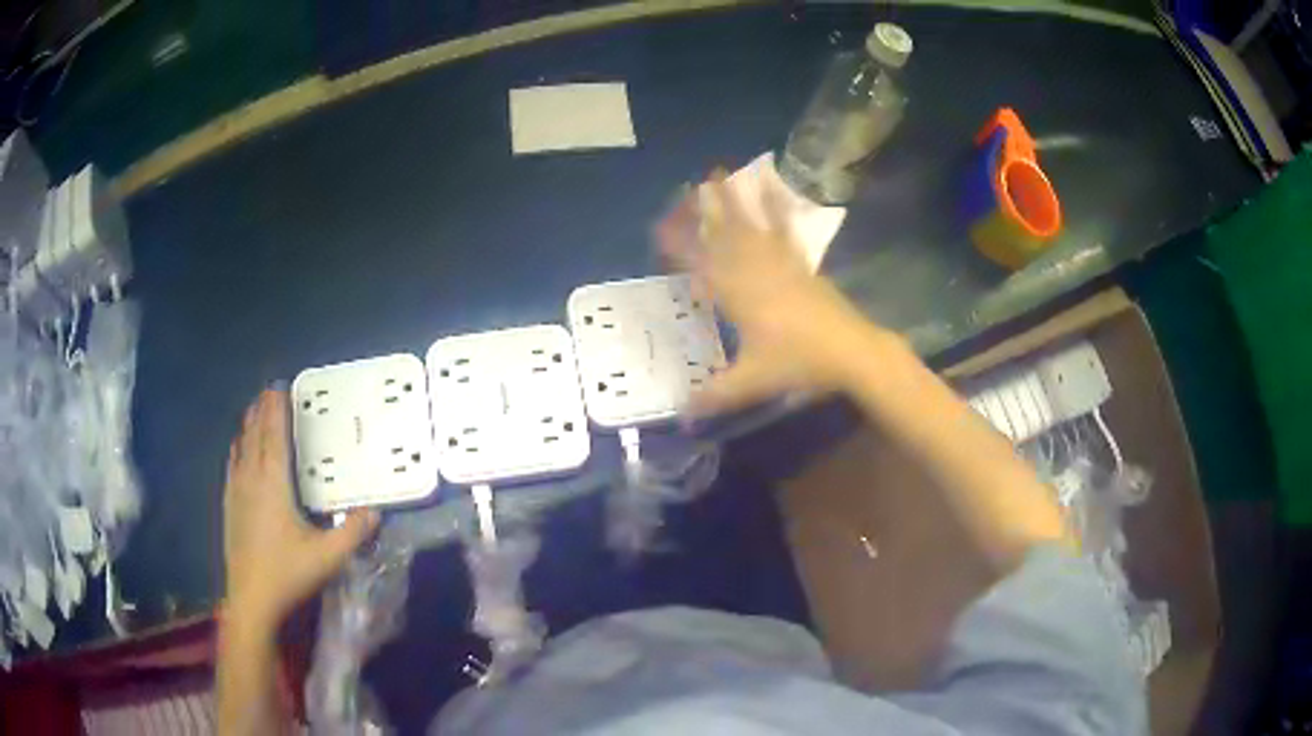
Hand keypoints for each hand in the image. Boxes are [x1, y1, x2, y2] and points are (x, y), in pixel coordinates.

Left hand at [223, 390, 378, 629]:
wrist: (252, 599)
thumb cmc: (288, 573)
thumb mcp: (328, 557)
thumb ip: (354, 532)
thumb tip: (376, 511)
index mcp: (274, 484)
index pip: (275, 437)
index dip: (277, 411)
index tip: (279, 387)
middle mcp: (252, 479)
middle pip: (255, 435)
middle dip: (261, 411)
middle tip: (268, 391)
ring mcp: (237, 492)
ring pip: (241, 448)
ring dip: (248, 426)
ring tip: (253, 410)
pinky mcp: (229, 506)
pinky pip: (232, 466)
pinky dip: (236, 449)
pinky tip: (236, 448)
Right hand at [657, 173, 898, 415]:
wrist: (851, 351)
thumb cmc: (799, 363)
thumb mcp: (753, 382)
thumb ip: (715, 395)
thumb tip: (681, 415)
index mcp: (739, 295)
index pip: (700, 264)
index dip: (677, 246)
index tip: (657, 228)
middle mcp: (756, 271)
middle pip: (726, 235)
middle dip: (706, 210)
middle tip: (689, 184)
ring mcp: (781, 264)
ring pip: (751, 226)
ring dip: (735, 200)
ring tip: (722, 173)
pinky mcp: (802, 266)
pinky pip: (784, 232)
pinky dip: (776, 210)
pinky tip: (773, 194)